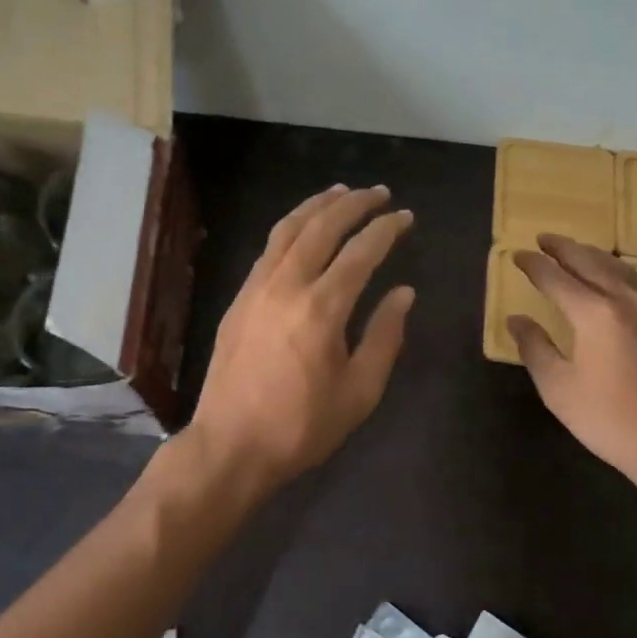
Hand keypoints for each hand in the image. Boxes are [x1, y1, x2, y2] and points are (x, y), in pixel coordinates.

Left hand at [188, 185, 414, 497]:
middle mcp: (287, 285)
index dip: (386, 229)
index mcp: (322, 308)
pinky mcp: (239, 299)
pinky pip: (268, 249)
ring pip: (288, 230)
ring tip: (341, 192)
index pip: (360, 252)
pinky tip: (302, 228)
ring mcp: (256, 288)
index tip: (405, 217)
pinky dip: (290, 228)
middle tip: (379, 192)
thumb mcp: (359, 391)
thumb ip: (384, 336)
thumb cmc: (302, 426)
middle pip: (322, 227)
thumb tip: (404, 293)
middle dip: (354, 204)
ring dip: (317, 206)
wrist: (231, 444)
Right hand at [509, 234, 636, 498]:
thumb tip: (517, 320)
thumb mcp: (558, 387)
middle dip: (564, 249)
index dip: (535, 266)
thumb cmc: (608, 419)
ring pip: (618, 269)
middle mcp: (626, 302)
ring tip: (572, 250)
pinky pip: (634, 283)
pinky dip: (613, 271)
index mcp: (596, 314)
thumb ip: (535, 347)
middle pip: (591, 263)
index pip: (557, 279)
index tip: (517, 256)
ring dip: (591, 255)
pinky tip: (608, 279)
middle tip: (543, 239)